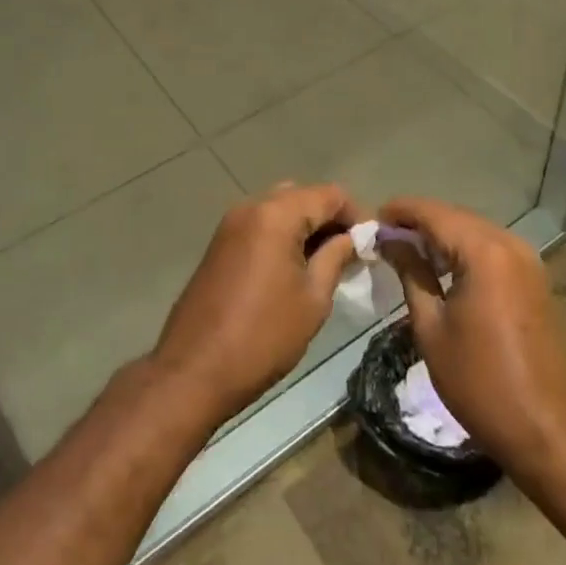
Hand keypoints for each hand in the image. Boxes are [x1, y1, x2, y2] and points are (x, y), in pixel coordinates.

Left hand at [152, 182, 359, 428]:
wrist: (193, 370)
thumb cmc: (263, 336)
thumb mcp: (313, 300)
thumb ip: (335, 258)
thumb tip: (351, 238)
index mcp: (277, 214)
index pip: (329, 194)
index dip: (356, 214)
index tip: (372, 244)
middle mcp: (252, 207)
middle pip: (302, 196)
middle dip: (329, 218)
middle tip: (350, 253)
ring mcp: (231, 223)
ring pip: (279, 208)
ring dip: (305, 226)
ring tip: (325, 262)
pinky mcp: (219, 243)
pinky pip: (260, 224)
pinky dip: (282, 235)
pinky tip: (294, 267)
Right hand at [380, 196, 565, 477]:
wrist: (548, 429)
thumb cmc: (480, 382)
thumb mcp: (432, 328)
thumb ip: (411, 273)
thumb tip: (390, 241)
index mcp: (483, 252)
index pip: (433, 213)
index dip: (400, 211)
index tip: (372, 220)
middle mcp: (508, 243)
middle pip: (455, 216)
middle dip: (420, 221)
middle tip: (385, 237)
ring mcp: (526, 259)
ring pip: (474, 230)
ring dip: (442, 234)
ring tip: (407, 251)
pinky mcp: (533, 277)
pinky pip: (491, 248)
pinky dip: (464, 249)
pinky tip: (442, 267)